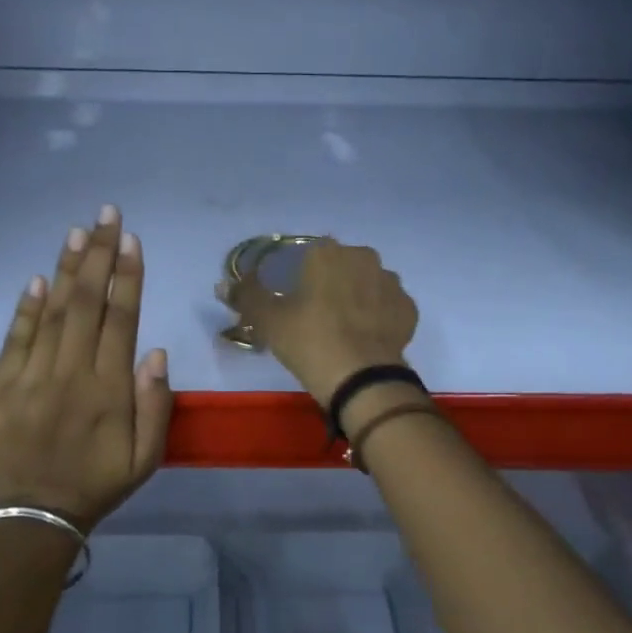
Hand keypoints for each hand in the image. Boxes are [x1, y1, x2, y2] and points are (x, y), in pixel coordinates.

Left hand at [0, 207, 173, 534]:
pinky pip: (16, 339)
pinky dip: (27, 307)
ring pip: (52, 313)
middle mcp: (70, 375)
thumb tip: (154, 351)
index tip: (131, 240)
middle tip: (107, 215)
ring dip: (67, 270)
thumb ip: (155, 405)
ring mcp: (31, 378)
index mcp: (108, 390)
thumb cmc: (99, 483)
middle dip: (99, 255)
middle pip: (87, 304)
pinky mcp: (1, 387)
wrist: (35, 516)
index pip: (120, 320)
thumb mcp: (146, 458)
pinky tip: (40, 279)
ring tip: (78, 232)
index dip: (128, 277)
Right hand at [222, 239, 418, 405]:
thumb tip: (223, 285)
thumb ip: (246, 296)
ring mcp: (390, 282)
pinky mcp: (408, 309)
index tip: (289, 299)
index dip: (295, 276)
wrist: (362, 380)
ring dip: (354, 297)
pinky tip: (363, 337)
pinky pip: (386, 306)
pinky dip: (376, 316)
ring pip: (365, 284)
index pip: (305, 255)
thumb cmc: (310, 341)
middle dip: (327, 283)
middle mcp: (363, 257)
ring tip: (340, 328)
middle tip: (312, 315)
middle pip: (338, 266)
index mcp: (327, 253)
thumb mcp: (268, 320)